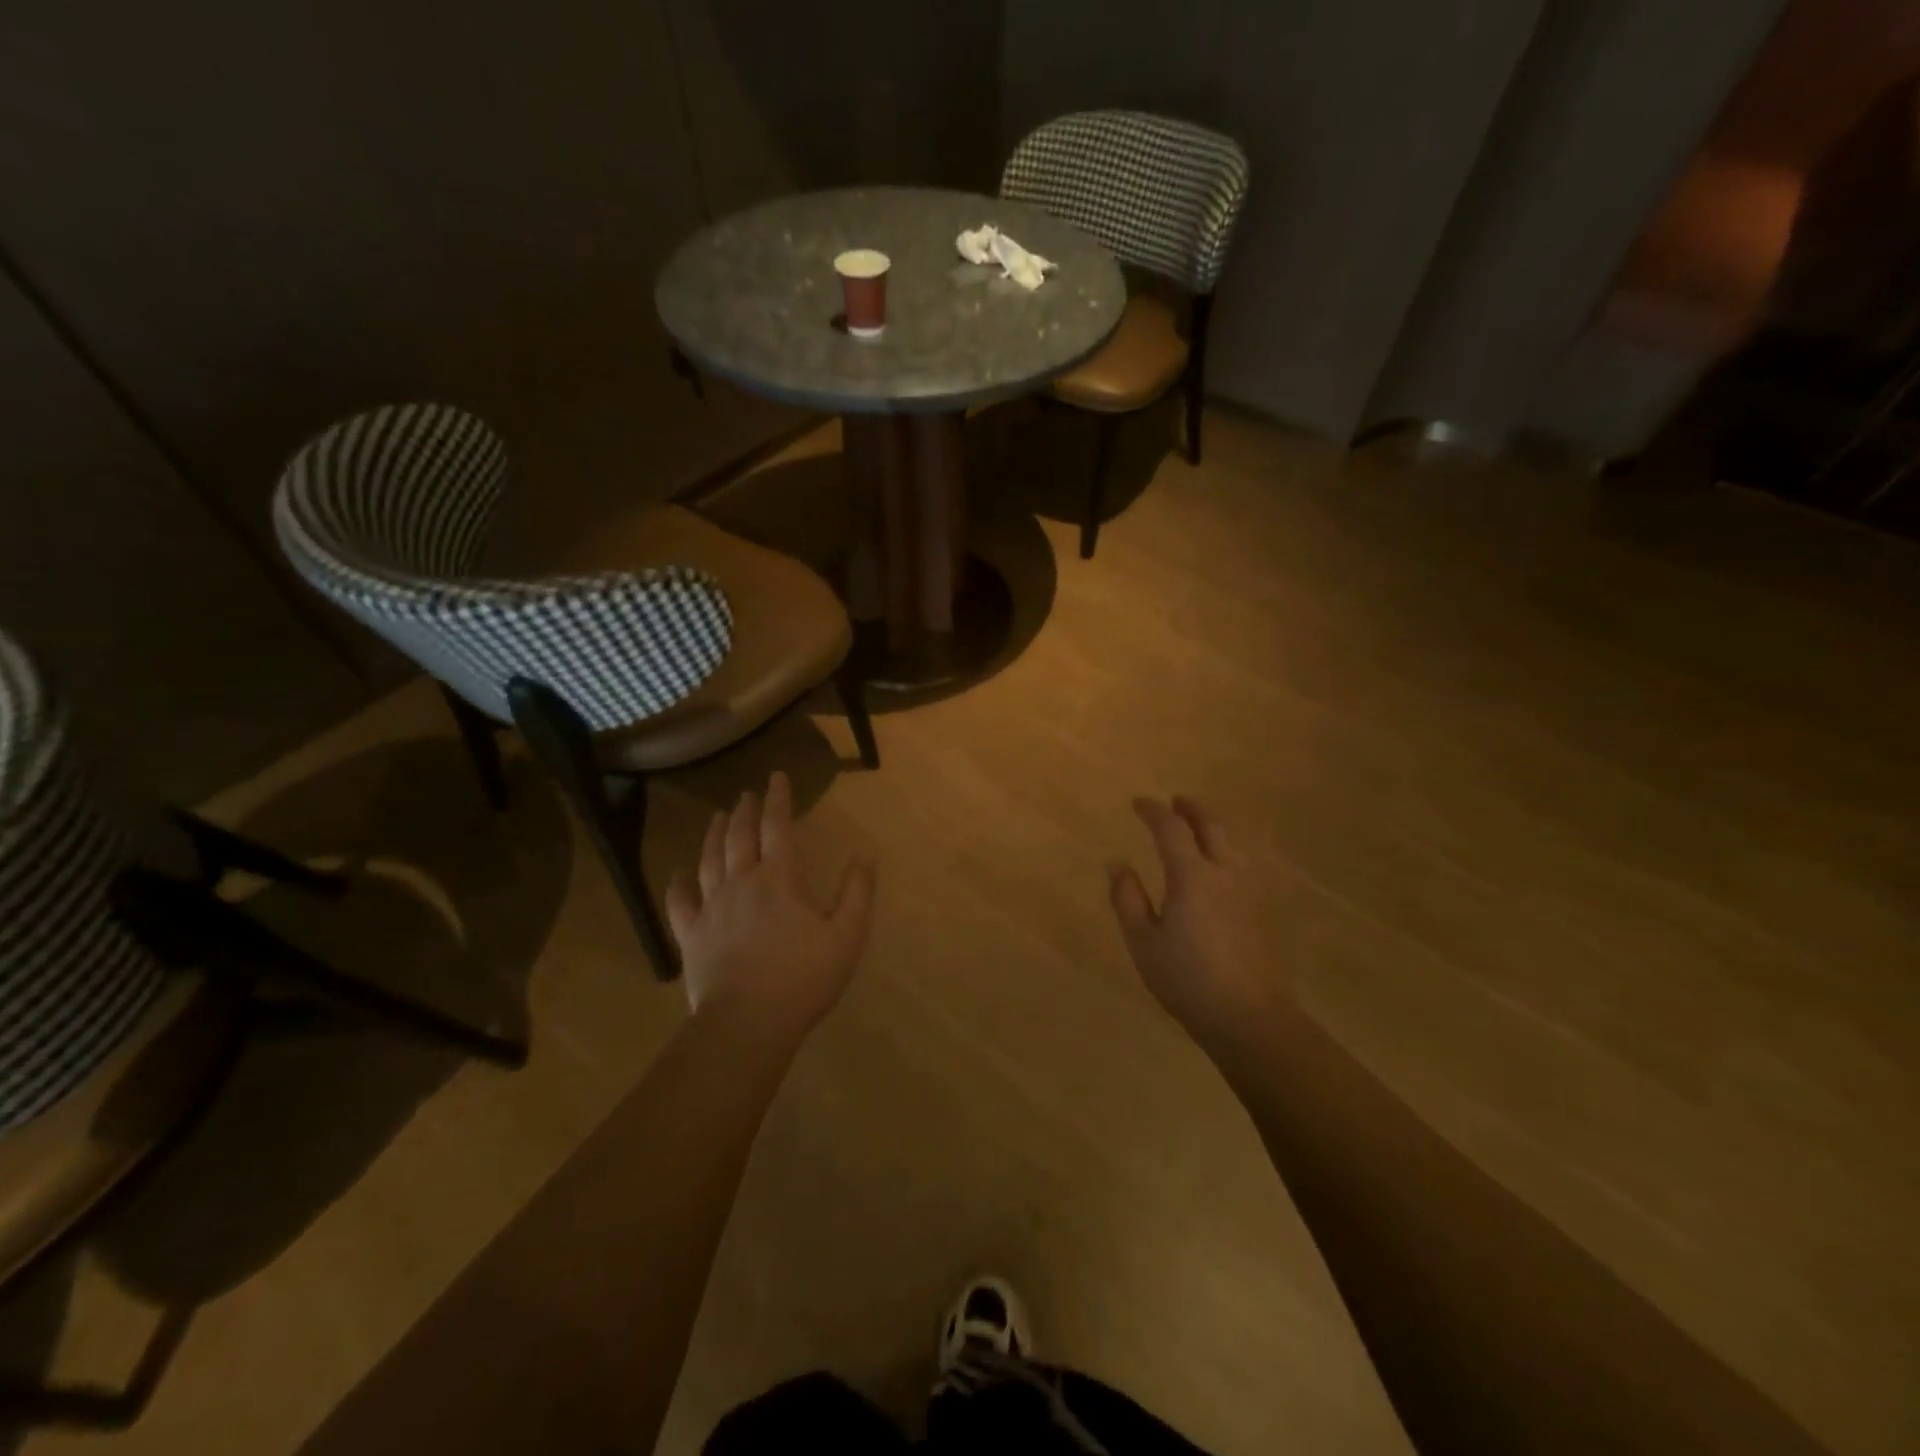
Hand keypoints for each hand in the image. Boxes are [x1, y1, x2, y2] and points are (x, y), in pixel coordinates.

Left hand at [665, 772, 875, 1042]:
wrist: (748, 1023)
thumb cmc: (803, 977)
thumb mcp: (847, 935)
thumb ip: (856, 891)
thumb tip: (863, 855)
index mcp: (780, 878)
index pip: (777, 827)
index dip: (778, 799)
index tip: (776, 777)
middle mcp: (742, 883)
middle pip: (740, 837)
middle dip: (745, 811)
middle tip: (746, 794)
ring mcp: (712, 909)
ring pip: (709, 860)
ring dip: (714, 834)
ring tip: (717, 817)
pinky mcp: (692, 936)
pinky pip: (680, 903)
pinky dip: (678, 885)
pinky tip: (677, 875)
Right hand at [1109, 796, 1278, 1048]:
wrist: (1249, 1017)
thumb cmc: (1187, 980)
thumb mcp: (1143, 942)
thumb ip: (1128, 899)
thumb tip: (1117, 863)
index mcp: (1192, 876)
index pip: (1171, 828)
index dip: (1153, 811)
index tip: (1138, 803)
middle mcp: (1224, 872)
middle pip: (1212, 825)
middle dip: (1191, 809)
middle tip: (1176, 802)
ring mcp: (1250, 890)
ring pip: (1234, 842)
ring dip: (1214, 826)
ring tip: (1199, 828)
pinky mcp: (1263, 909)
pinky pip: (1246, 863)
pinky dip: (1230, 850)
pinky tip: (1225, 865)